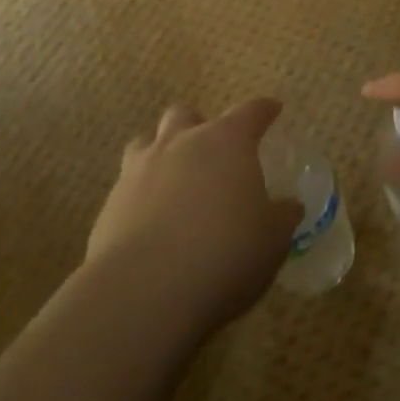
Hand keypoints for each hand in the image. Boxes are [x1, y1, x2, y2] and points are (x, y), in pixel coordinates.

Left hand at [86, 99, 301, 336]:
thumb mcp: (272, 239)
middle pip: (187, 114)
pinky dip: (141, 194)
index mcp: (227, 142)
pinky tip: (149, 221)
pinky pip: (127, 184)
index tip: (272, 110)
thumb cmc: (225, 253)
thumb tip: (289, 206)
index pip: (250, 112)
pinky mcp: (110, 203)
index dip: (264, 110)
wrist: (145, 290)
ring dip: (162, 152)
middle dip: (200, 125)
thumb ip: (282, 217)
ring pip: (147, 140)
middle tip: (213, 151)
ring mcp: (140, 169)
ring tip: (174, 177)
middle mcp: (181, 143)